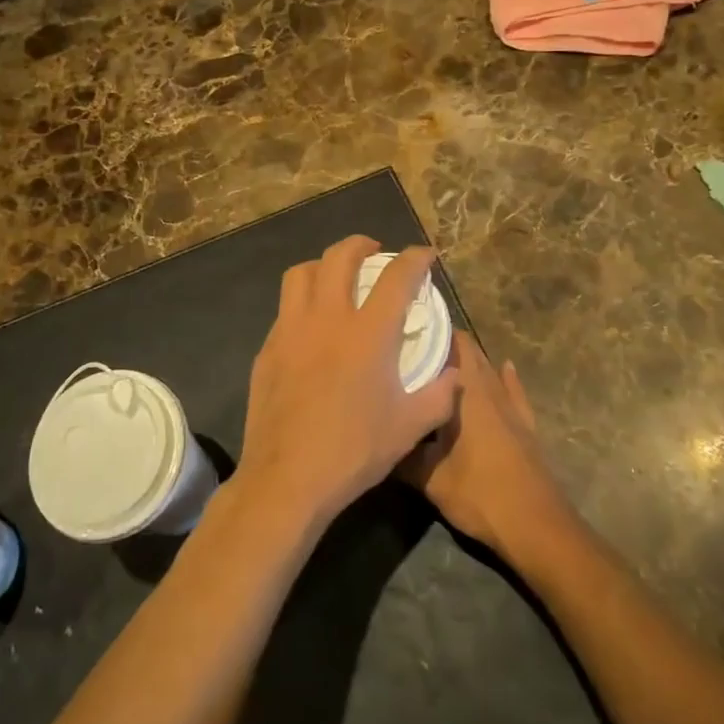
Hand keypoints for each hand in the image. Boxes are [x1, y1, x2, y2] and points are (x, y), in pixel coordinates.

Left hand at [234, 237, 458, 533]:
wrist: (287, 478)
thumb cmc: (353, 451)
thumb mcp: (409, 428)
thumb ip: (439, 396)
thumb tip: (455, 375)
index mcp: (368, 333)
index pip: (397, 277)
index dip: (415, 258)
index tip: (424, 254)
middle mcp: (327, 318)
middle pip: (340, 257)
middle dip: (360, 244)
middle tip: (373, 251)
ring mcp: (290, 330)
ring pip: (301, 273)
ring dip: (323, 264)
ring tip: (335, 276)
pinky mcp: (267, 348)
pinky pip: (285, 309)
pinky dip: (302, 302)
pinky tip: (310, 325)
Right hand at [400, 332, 570, 559]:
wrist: (536, 526)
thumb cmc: (480, 494)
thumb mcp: (429, 479)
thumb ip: (403, 454)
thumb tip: (379, 436)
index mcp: (467, 393)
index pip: (452, 344)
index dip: (432, 330)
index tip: (408, 326)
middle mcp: (490, 389)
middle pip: (471, 353)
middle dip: (446, 344)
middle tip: (417, 343)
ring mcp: (512, 407)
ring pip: (490, 370)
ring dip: (471, 361)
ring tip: (444, 357)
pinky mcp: (526, 426)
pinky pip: (514, 391)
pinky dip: (506, 376)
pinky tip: (506, 365)